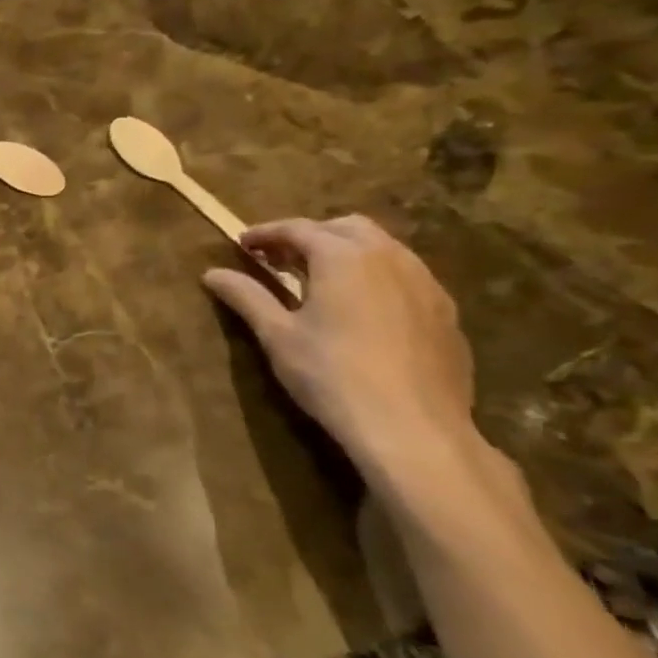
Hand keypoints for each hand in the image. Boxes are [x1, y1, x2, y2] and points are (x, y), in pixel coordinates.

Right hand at [203, 215, 484, 496]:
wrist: (413, 429)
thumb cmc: (332, 375)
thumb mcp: (277, 335)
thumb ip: (246, 296)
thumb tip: (212, 273)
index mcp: (343, 257)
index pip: (298, 228)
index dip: (266, 233)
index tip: (242, 245)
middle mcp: (389, 258)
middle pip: (346, 227)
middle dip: (310, 235)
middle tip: (280, 259)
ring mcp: (425, 284)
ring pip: (382, 248)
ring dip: (346, 252)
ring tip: (319, 279)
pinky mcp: (445, 313)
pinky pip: (406, 275)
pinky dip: (376, 275)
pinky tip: (361, 307)